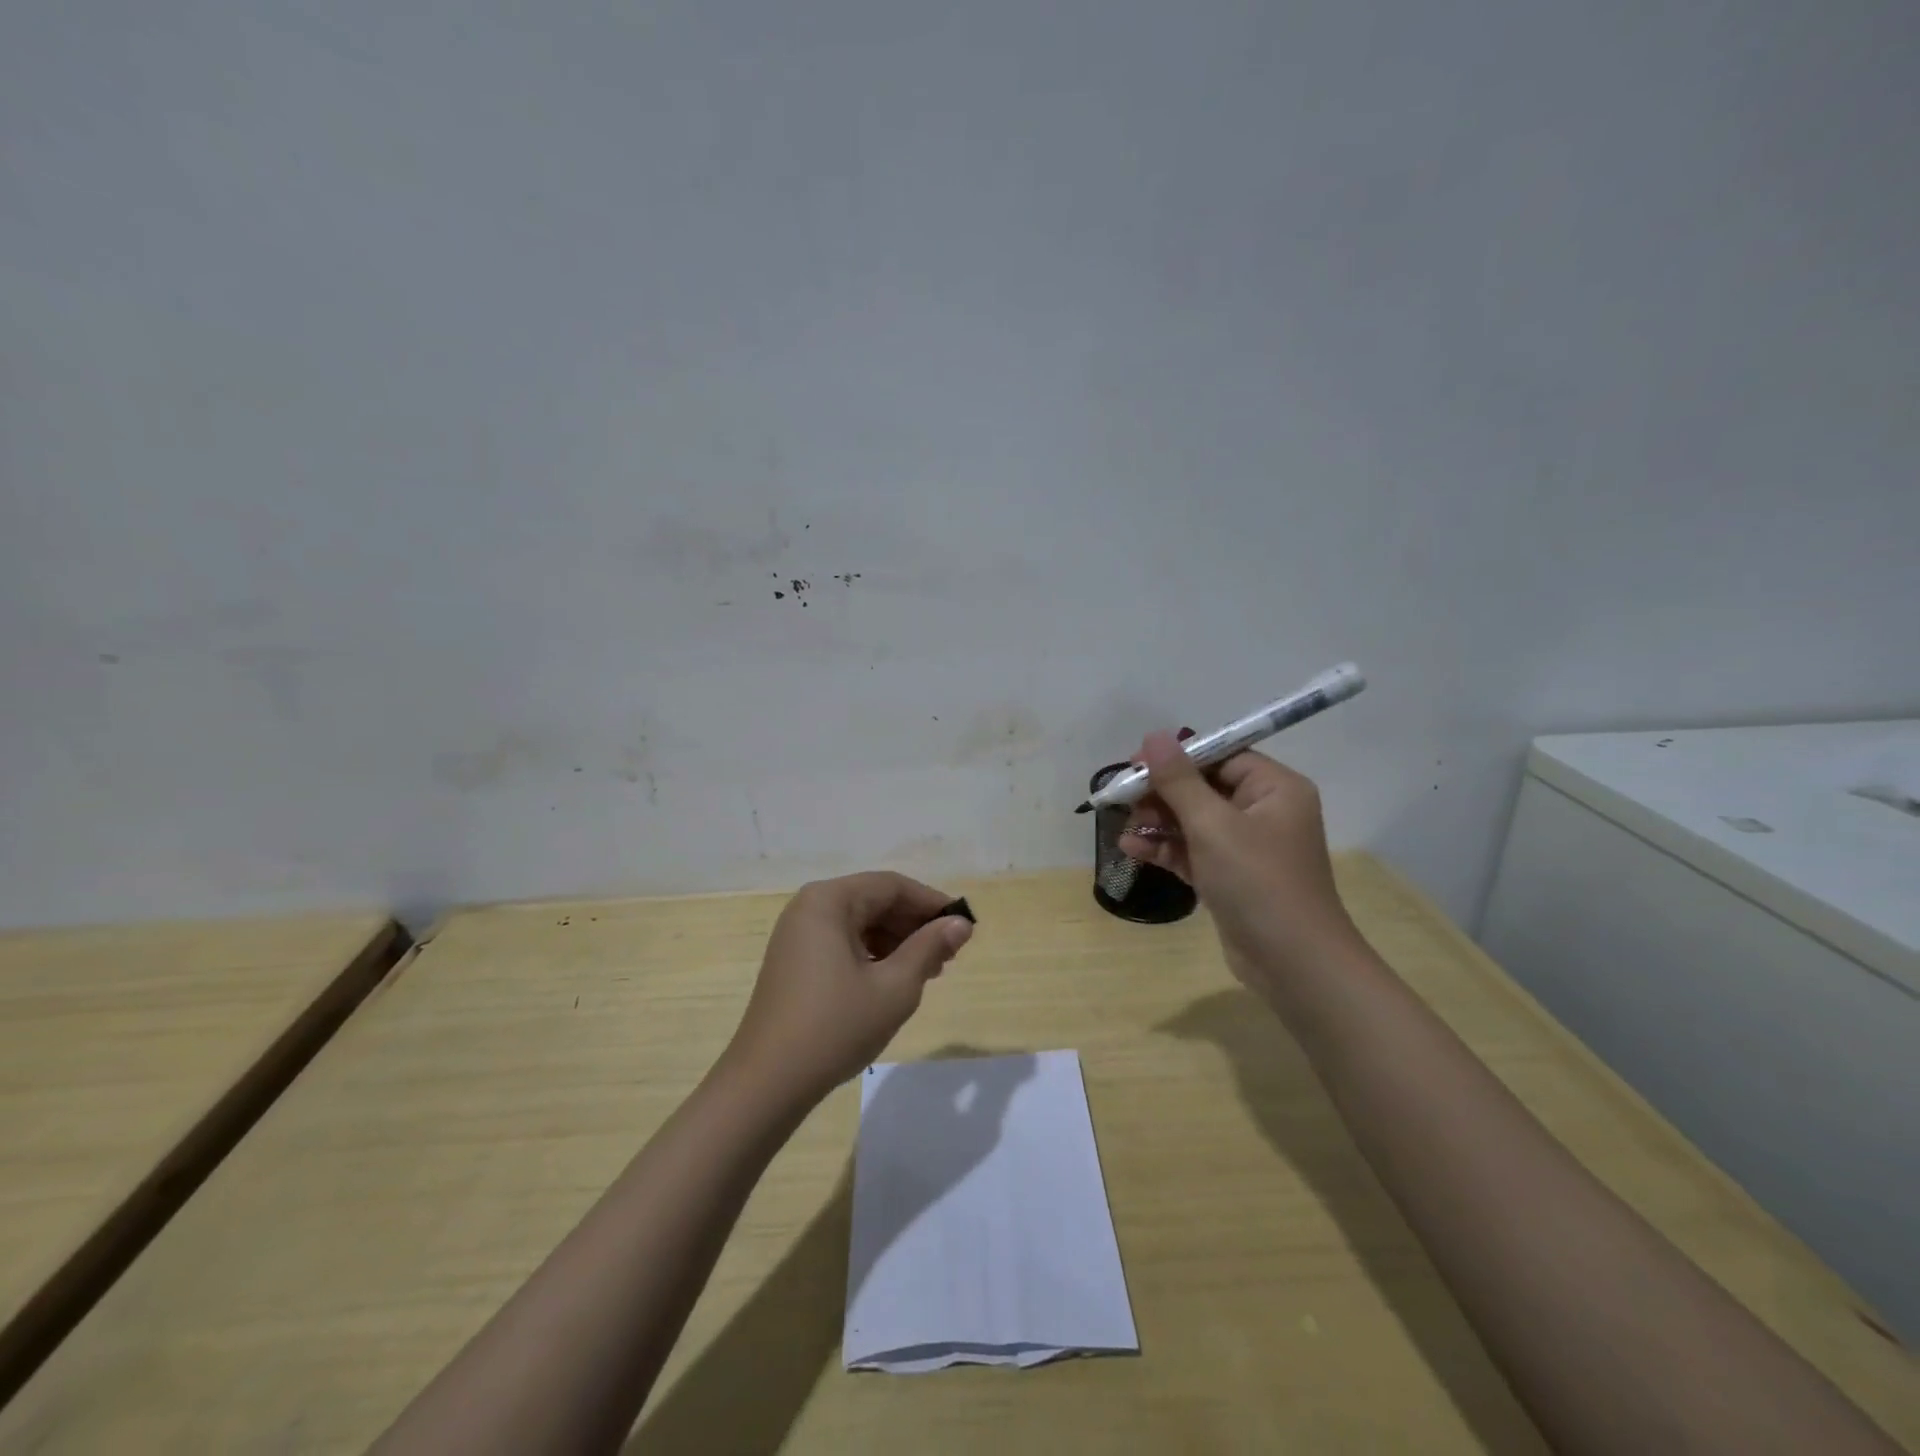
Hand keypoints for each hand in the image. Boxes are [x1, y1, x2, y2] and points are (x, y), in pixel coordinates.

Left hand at [722, 872, 973, 1104]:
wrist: (767, 1083)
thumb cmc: (835, 1027)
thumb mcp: (894, 987)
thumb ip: (930, 948)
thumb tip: (960, 923)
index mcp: (829, 901)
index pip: (892, 886)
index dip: (931, 903)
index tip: (964, 927)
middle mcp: (809, 907)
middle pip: (874, 901)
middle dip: (915, 925)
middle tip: (950, 955)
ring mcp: (798, 934)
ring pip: (860, 923)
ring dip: (896, 942)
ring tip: (928, 972)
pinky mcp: (794, 960)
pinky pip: (843, 942)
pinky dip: (872, 955)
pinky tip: (894, 980)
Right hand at [1119, 731, 1356, 986]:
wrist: (1293, 963)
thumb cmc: (1258, 881)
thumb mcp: (1213, 825)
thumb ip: (1179, 781)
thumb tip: (1154, 737)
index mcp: (1274, 788)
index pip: (1221, 756)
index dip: (1177, 758)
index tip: (1135, 764)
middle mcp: (1264, 812)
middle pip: (1203, 788)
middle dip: (1162, 794)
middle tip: (1123, 799)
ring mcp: (1247, 847)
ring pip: (1194, 821)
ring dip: (1158, 823)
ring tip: (1124, 828)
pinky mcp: (1230, 877)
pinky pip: (1193, 851)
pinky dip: (1166, 850)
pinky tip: (1132, 850)